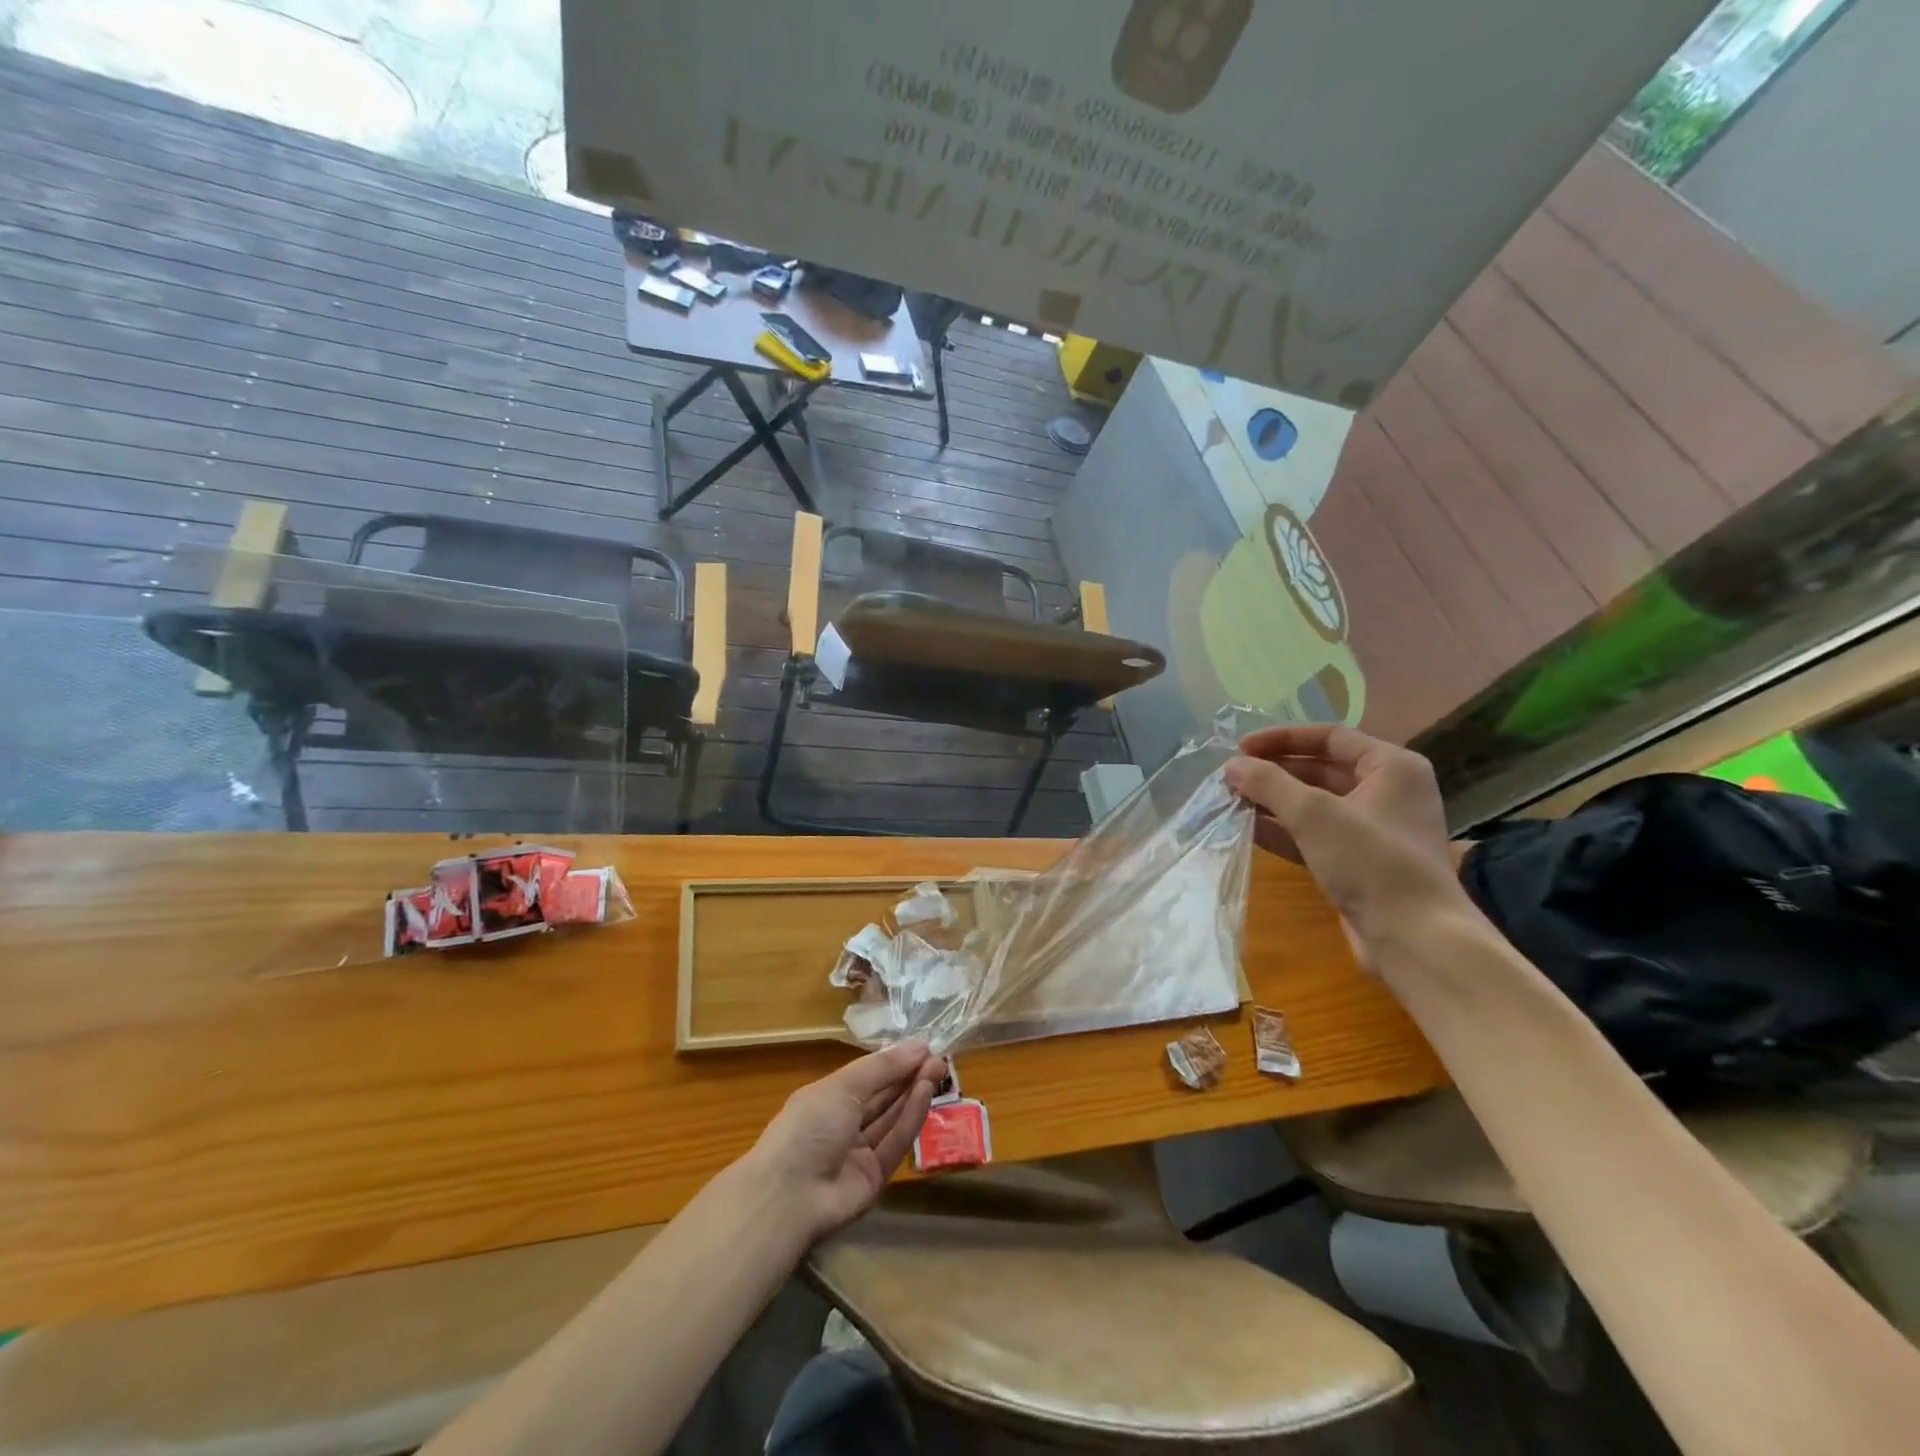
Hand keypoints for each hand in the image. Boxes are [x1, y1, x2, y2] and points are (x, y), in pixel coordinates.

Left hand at [740, 1040, 945, 1243]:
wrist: (789, 1196)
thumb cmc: (810, 1125)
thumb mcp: (844, 1086)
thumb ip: (883, 1067)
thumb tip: (919, 1044)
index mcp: (827, 1098)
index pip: (867, 1076)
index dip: (894, 1061)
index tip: (923, 1047)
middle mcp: (843, 1123)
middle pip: (882, 1097)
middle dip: (909, 1075)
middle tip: (938, 1058)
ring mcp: (858, 1152)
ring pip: (891, 1118)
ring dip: (913, 1093)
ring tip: (938, 1069)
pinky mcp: (874, 1177)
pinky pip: (895, 1143)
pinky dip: (910, 1118)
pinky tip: (925, 1093)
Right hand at [1223, 724, 1471, 972]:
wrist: (1414, 939)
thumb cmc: (1372, 862)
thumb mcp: (1315, 814)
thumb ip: (1269, 784)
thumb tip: (1231, 766)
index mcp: (1391, 767)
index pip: (1329, 736)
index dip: (1282, 738)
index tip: (1240, 748)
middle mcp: (1386, 791)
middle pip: (1320, 768)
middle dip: (1273, 772)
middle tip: (1231, 777)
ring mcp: (1371, 829)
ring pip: (1313, 803)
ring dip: (1272, 800)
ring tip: (1231, 800)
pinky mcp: (1357, 861)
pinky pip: (1313, 833)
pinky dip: (1282, 828)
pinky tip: (1246, 827)